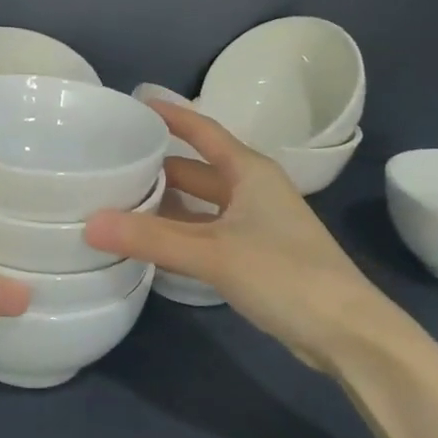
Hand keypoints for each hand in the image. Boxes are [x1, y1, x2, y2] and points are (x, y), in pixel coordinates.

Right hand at [82, 103, 404, 368]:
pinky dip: (180, 232)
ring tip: (120, 201)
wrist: (349, 334)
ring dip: (167, 203)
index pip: (203, 131)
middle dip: (158, 166)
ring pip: (201, 204)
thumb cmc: (285, 275)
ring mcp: (257, 225)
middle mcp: (253, 190)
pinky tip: (152, 242)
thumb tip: (89, 224)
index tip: (134, 104)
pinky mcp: (257, 256)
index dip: (171, 116)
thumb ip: (151, 239)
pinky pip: (207, 232)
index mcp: (250, 172)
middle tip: (111, 164)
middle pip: (197, 169)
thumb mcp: (213, 253)